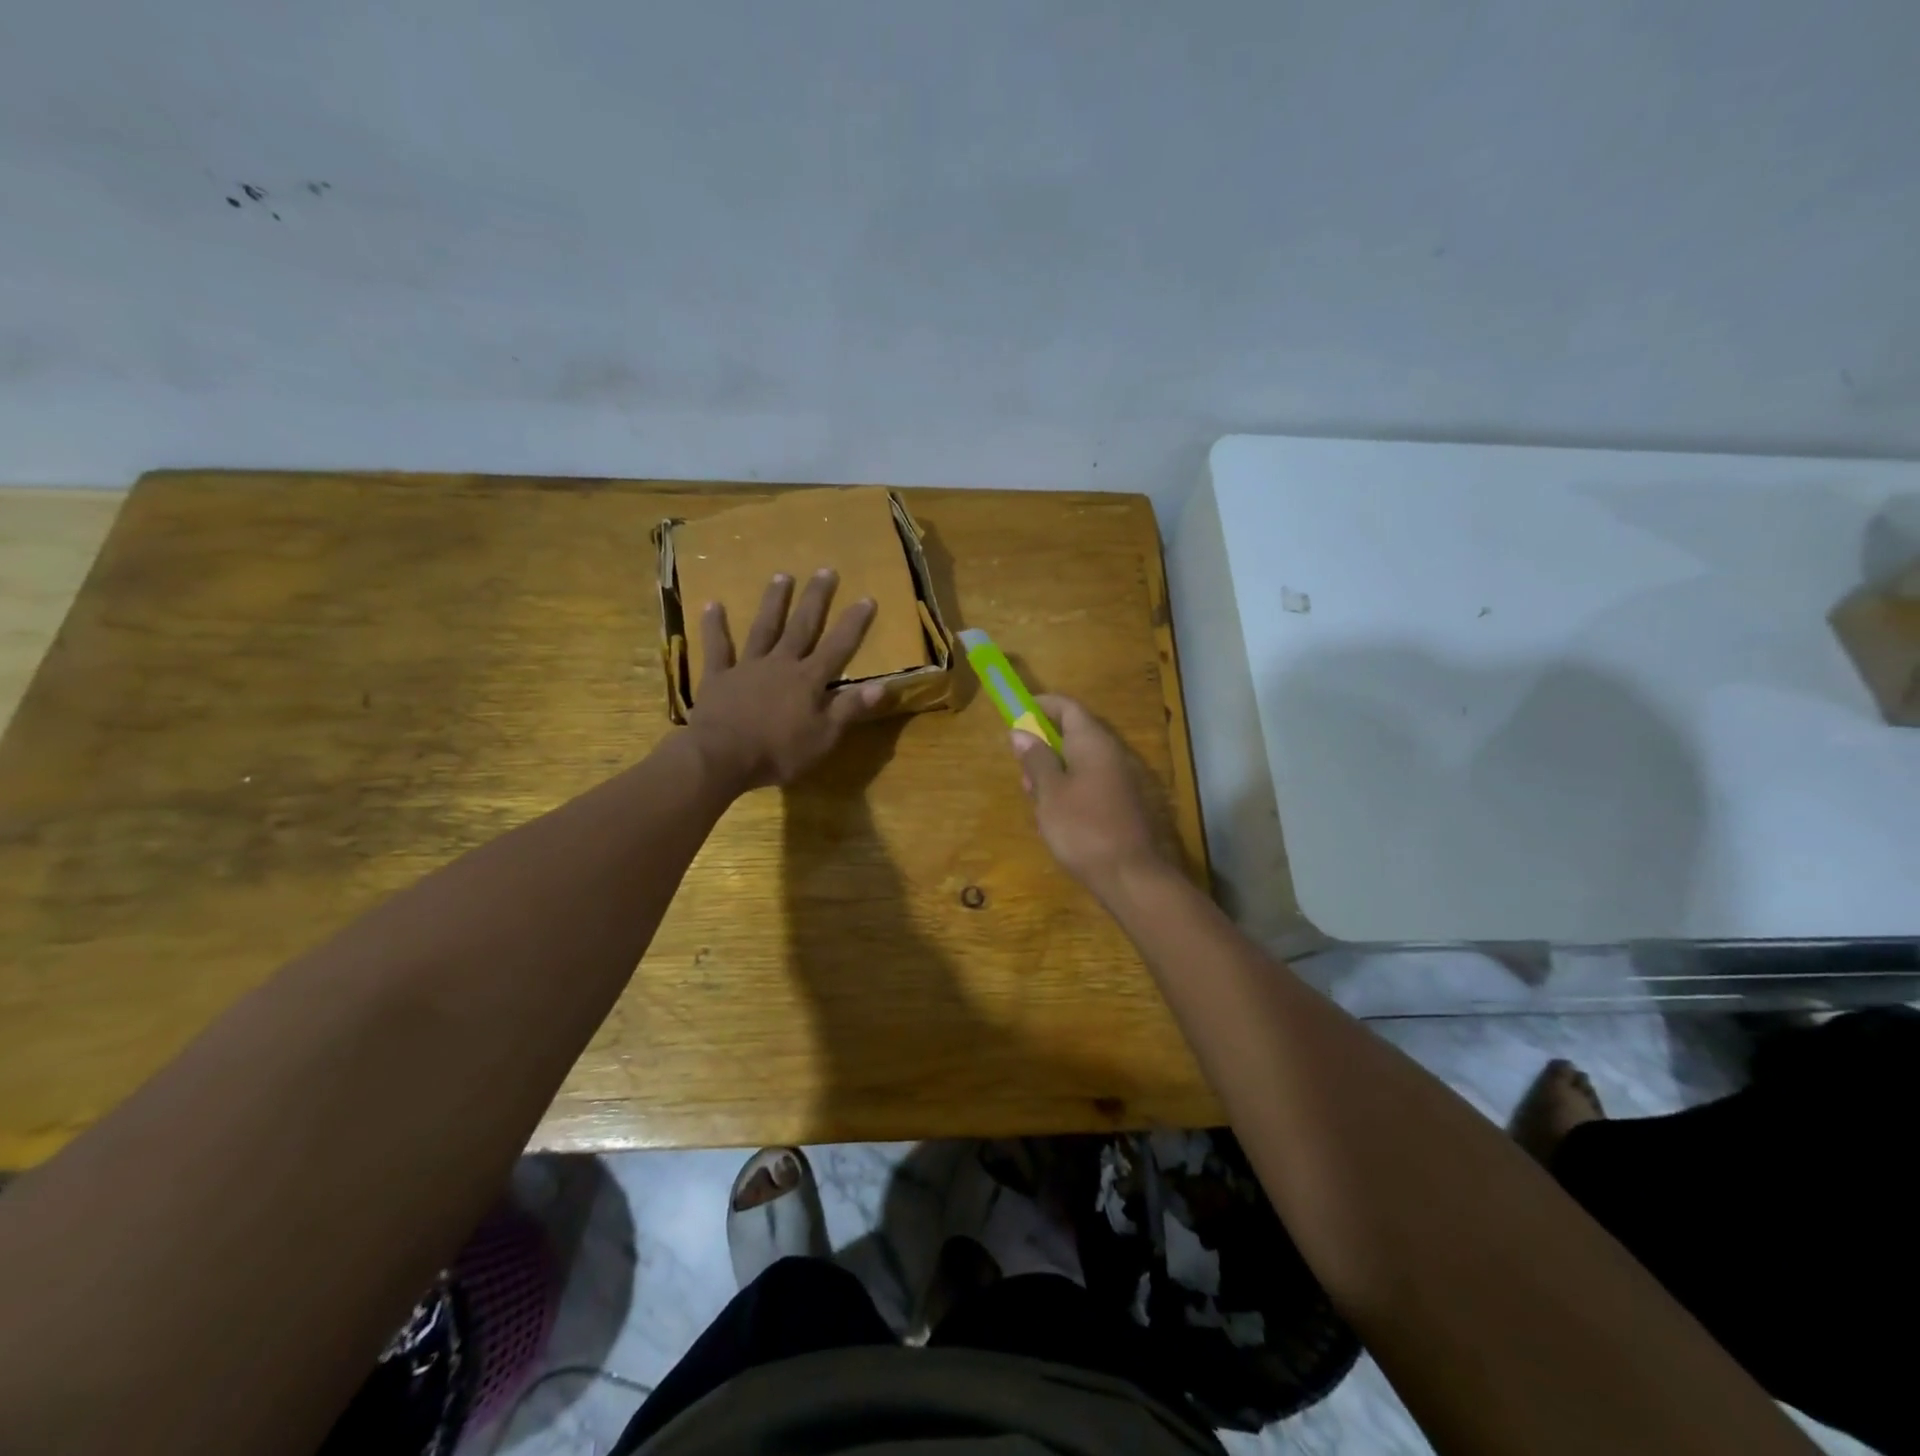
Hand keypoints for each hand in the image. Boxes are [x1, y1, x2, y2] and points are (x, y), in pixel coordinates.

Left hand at [687, 569, 886, 792]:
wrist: (721, 757)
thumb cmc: (778, 752)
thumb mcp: (823, 737)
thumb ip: (849, 709)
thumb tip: (882, 686)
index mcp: (809, 680)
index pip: (838, 647)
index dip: (854, 624)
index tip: (867, 598)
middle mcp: (781, 664)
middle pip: (802, 627)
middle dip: (817, 599)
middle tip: (826, 570)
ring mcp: (748, 667)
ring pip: (764, 628)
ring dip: (774, 602)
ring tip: (783, 575)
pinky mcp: (719, 676)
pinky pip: (718, 647)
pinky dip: (714, 626)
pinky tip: (712, 604)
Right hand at [1011, 694, 1167, 895]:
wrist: (1130, 875)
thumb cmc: (1082, 828)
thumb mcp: (1049, 793)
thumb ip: (1036, 759)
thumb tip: (1021, 732)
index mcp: (1093, 742)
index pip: (1067, 707)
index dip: (1041, 705)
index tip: (1016, 712)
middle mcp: (1111, 753)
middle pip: (1074, 733)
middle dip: (1043, 744)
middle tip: (1021, 768)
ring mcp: (1120, 779)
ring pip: (1080, 762)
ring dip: (1054, 771)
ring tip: (1034, 797)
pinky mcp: (1122, 803)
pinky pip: (1090, 783)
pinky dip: (1068, 789)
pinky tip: (1055, 816)